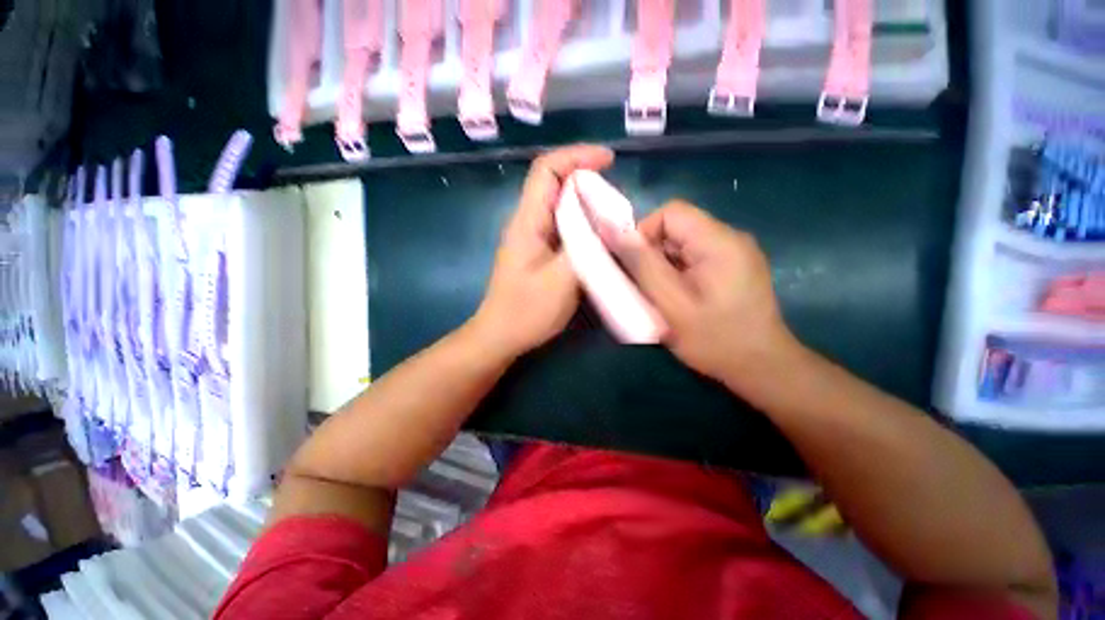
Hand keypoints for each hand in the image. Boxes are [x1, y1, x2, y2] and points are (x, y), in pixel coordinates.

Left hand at [471, 144, 614, 356]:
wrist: (501, 335)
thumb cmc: (527, 311)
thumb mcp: (561, 280)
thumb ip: (586, 248)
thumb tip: (610, 222)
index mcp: (528, 221)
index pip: (546, 170)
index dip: (576, 156)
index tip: (609, 160)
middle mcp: (528, 222)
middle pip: (554, 184)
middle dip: (587, 180)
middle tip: (616, 197)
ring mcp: (532, 238)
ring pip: (560, 207)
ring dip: (586, 204)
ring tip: (612, 217)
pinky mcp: (538, 252)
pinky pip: (562, 228)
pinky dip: (582, 225)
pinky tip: (598, 238)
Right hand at [606, 201, 797, 386]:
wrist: (762, 367)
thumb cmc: (714, 339)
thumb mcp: (669, 303)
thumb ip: (641, 264)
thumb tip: (612, 230)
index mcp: (719, 241)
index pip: (670, 212)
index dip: (645, 233)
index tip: (637, 267)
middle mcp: (732, 237)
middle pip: (678, 227)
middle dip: (654, 253)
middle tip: (651, 288)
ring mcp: (737, 252)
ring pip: (685, 243)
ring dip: (666, 265)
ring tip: (666, 296)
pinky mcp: (736, 266)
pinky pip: (696, 256)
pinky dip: (680, 271)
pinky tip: (683, 297)